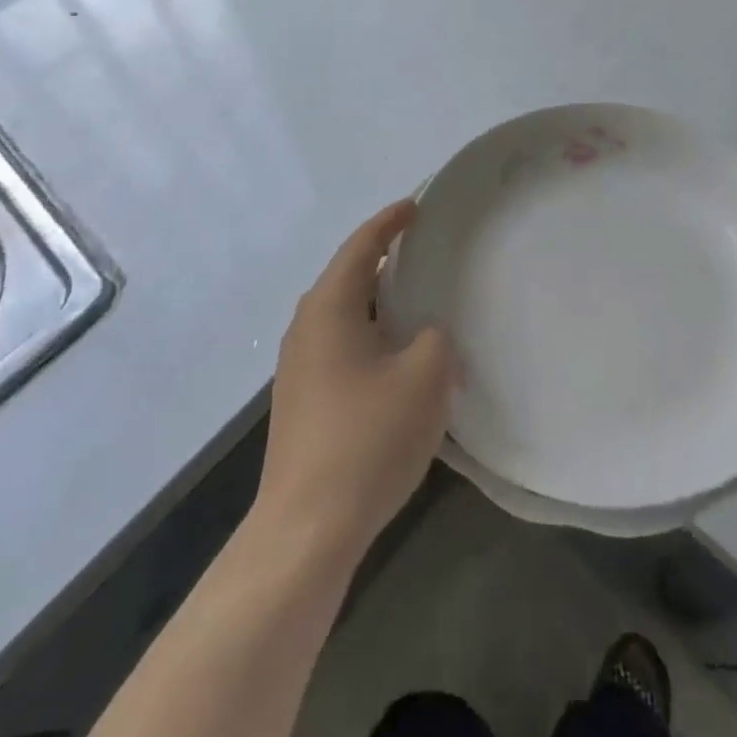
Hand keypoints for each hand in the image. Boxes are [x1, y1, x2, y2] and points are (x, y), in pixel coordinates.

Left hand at [256, 200, 455, 561]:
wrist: (306, 530)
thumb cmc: (368, 438)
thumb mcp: (426, 376)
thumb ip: (437, 338)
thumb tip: (429, 337)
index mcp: (329, 308)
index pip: (361, 246)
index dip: (390, 222)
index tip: (417, 206)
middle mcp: (306, 328)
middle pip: (349, 277)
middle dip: (385, 260)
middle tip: (424, 251)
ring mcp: (298, 367)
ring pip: (344, 315)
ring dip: (379, 304)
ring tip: (417, 303)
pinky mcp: (302, 401)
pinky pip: (341, 346)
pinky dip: (371, 336)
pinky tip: (397, 360)